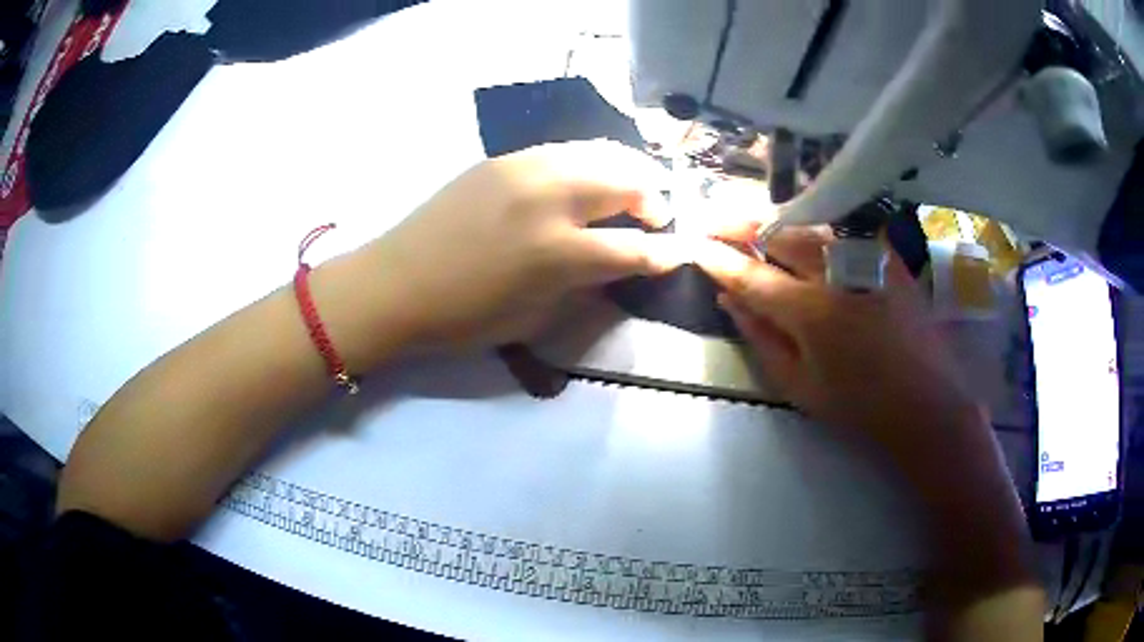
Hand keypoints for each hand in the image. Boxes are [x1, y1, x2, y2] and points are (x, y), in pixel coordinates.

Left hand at [368, 140, 691, 347]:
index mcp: (557, 253)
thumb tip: (619, 265)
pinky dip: (589, 162)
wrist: (395, 283)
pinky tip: (584, 179)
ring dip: (626, 171)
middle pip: (627, 181)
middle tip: (655, 217)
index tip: (676, 254)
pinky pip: (563, 150)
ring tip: (629, 190)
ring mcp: (524, 169)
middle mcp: (549, 199)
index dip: (663, 253)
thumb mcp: (534, 320)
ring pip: (599, 152)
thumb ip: (585, 288)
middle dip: (654, 199)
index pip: (634, 247)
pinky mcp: (502, 158)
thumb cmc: (463, 317)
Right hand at [695, 223, 985, 468]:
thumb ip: (760, 338)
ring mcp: (864, 257)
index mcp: (811, 311)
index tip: (694, 244)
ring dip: (772, 222)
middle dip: (739, 224)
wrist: (924, 400)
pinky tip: (799, 234)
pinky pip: (838, 230)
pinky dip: (810, 228)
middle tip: (714, 222)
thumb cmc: (858, 404)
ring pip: (806, 224)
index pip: (750, 274)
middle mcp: (836, 271)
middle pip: (777, 232)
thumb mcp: (798, 385)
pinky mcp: (884, 254)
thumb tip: (728, 299)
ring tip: (749, 225)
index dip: (718, 258)